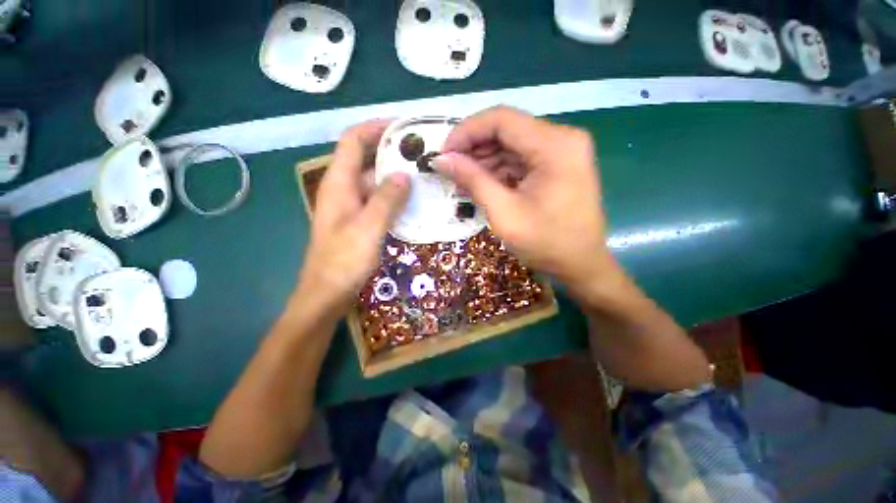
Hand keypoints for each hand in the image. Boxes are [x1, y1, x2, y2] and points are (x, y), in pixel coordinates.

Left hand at [299, 120, 409, 308]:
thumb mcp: (367, 228)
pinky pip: (378, 200)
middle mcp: (343, 189)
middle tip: (422, 154)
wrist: (327, 294)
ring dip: (396, 177)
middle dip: (392, 153)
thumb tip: (404, 175)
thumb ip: (386, 200)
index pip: (353, 141)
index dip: (375, 128)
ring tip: (424, 175)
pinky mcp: (359, 221)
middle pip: (366, 159)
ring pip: (375, 182)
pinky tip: (414, 201)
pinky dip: (394, 197)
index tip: (403, 128)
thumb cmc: (342, 262)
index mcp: (338, 184)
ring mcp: (352, 206)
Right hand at [434, 106, 617, 293]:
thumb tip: (442, 159)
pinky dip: (498, 170)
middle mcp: (562, 139)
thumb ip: (473, 180)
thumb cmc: (546, 243)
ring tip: (461, 181)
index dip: (466, 132)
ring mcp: (561, 151)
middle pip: (507, 130)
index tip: (444, 153)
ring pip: (511, 144)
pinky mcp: (557, 165)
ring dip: (484, 160)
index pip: (501, 120)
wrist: (581, 265)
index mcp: (555, 145)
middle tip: (449, 169)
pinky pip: (520, 159)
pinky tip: (481, 184)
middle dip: (473, 148)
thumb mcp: (504, 213)